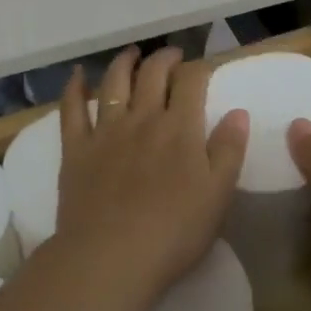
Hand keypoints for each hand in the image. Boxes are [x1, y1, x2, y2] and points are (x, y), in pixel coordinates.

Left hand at [54, 46, 248, 303]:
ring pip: (114, 82)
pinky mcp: (76, 148)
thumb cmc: (173, 232)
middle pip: (153, 74)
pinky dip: (73, 87)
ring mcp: (105, 130)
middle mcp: (142, 118)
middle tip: (172, 55)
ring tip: (132, 53)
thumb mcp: (218, 195)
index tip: (204, 69)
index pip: (191, 82)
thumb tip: (238, 112)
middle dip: (165, 58)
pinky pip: (71, 108)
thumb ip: (229, 150)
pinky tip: (76, 75)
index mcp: (179, 128)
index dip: (199, 69)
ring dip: (124, 62)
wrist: (111, 256)